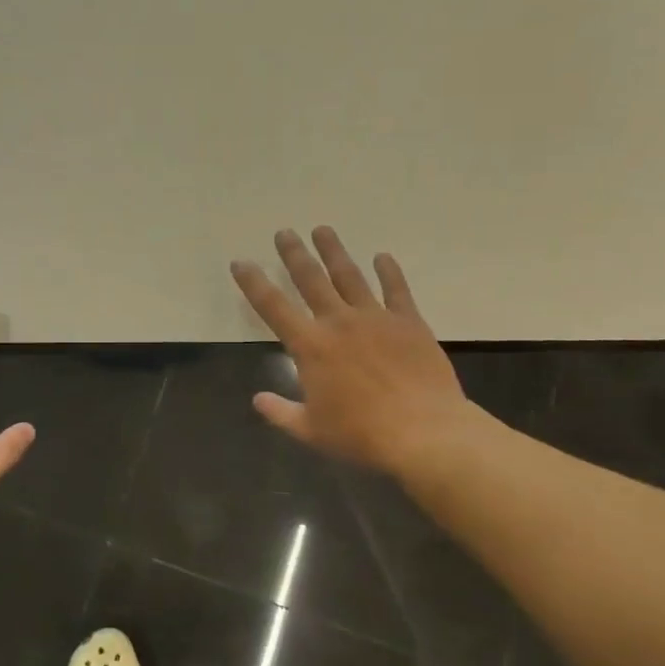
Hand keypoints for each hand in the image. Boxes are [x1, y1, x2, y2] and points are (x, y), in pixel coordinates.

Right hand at [230, 228, 474, 474]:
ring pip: (349, 275)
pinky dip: (389, 271)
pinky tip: (382, 256)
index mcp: (311, 347)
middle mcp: (339, 322)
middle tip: (284, 232)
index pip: (273, 307)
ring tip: (322, 230)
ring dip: (334, 251)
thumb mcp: (311, 431)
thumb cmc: (361, 435)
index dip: (253, 283)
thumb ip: (281, 413)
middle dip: (294, 254)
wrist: (424, 432)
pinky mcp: (409, 322)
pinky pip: (396, 289)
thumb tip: (257, 399)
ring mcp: (376, 318)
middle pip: (311, 279)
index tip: (240, 262)